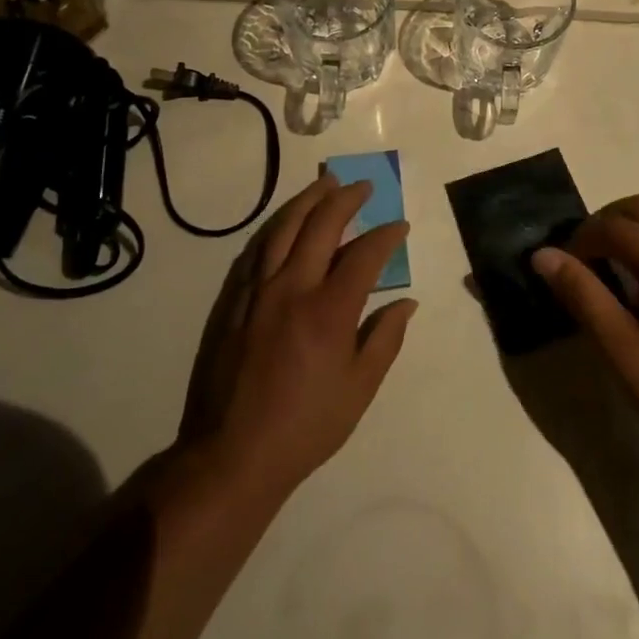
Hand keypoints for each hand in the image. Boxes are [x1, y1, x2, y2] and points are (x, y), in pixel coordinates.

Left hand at [178, 174, 416, 505]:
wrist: (232, 455)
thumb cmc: (305, 427)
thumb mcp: (359, 390)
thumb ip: (385, 339)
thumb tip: (407, 303)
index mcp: (329, 311)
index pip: (364, 255)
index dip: (386, 235)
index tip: (400, 225)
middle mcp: (292, 289)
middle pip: (320, 225)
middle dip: (345, 199)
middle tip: (363, 185)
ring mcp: (257, 291)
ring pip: (283, 228)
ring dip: (307, 200)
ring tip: (325, 183)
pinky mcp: (233, 301)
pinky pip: (256, 250)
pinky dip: (276, 227)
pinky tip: (285, 222)